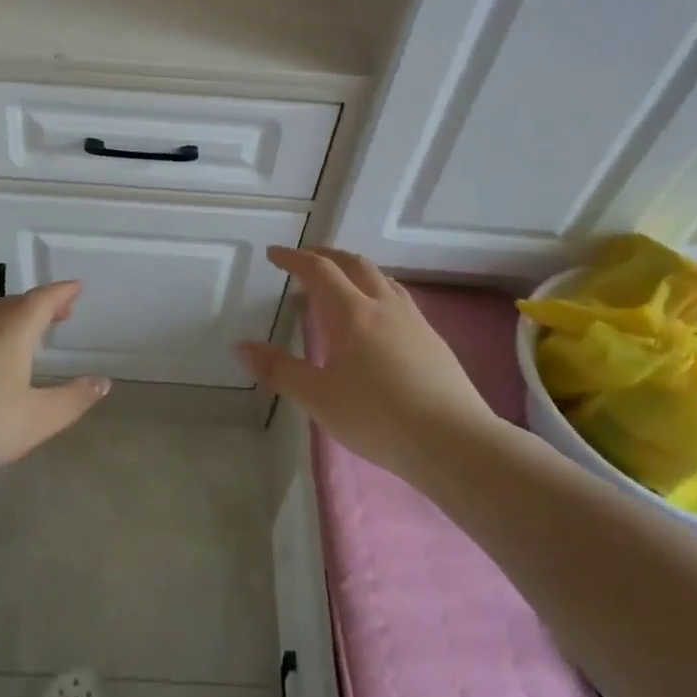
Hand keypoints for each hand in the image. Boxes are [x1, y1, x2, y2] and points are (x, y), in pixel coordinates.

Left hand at [0, 281, 109, 482]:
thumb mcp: (38, 419)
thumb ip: (74, 399)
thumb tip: (102, 381)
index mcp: (12, 333)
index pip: (42, 300)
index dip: (62, 292)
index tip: (77, 288)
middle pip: (16, 304)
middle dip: (41, 303)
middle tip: (61, 311)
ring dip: (16, 317)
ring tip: (32, 332)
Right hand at [238, 247, 497, 478]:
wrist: (454, 442)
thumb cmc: (377, 418)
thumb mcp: (318, 398)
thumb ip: (279, 370)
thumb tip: (242, 346)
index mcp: (352, 313)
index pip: (319, 271)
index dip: (294, 258)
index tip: (274, 254)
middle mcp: (384, 306)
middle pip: (354, 264)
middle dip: (326, 256)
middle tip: (304, 261)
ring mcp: (413, 320)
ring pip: (381, 278)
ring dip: (354, 271)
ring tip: (339, 285)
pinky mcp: (433, 339)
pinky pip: (398, 298)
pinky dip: (376, 291)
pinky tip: (376, 319)